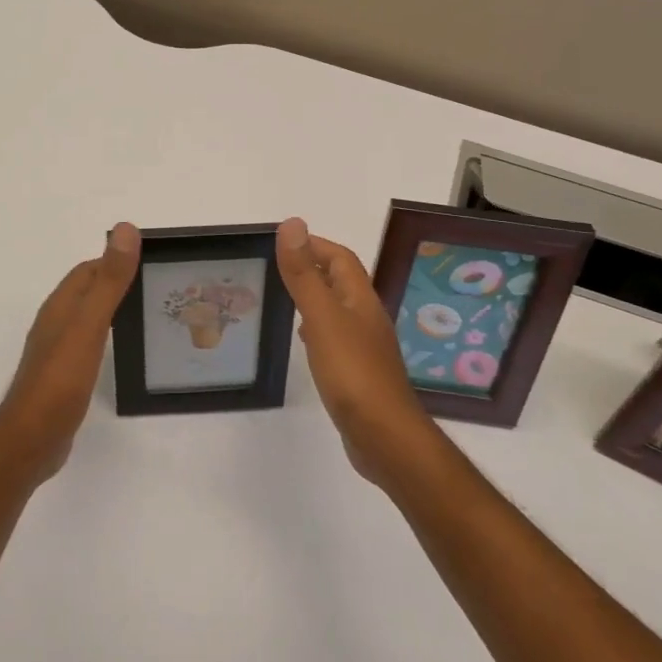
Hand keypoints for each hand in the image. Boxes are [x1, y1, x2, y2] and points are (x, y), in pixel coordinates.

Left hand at [0, 222, 139, 483]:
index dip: (117, 261)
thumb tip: (125, 229)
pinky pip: (89, 344)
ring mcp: (58, 351)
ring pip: (89, 318)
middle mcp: (56, 322)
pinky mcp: (63, 376)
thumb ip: (109, 280)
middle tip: (158, 288)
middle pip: (89, 292)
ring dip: (113, 310)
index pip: (89, 270)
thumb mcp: (89, 324)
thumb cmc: (60, 378)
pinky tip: (124, 350)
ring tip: (150, 315)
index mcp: (61, 305)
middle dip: (119, 283)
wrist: (32, 438)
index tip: (152, 262)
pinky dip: (108, 337)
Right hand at [277, 218, 437, 487]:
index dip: (314, 244)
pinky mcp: (358, 373)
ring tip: (283, 298)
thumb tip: (292, 224)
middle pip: (340, 282)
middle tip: (276, 267)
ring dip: (314, 298)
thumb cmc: (353, 372)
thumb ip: (304, 274)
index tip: (282, 241)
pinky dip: (316, 330)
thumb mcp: (322, 317)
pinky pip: (335, 338)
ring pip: (337, 310)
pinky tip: (304, 341)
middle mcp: (366, 318)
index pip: (340, 258)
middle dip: (312, 268)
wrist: (385, 437)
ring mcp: (364, 347)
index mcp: (360, 300)